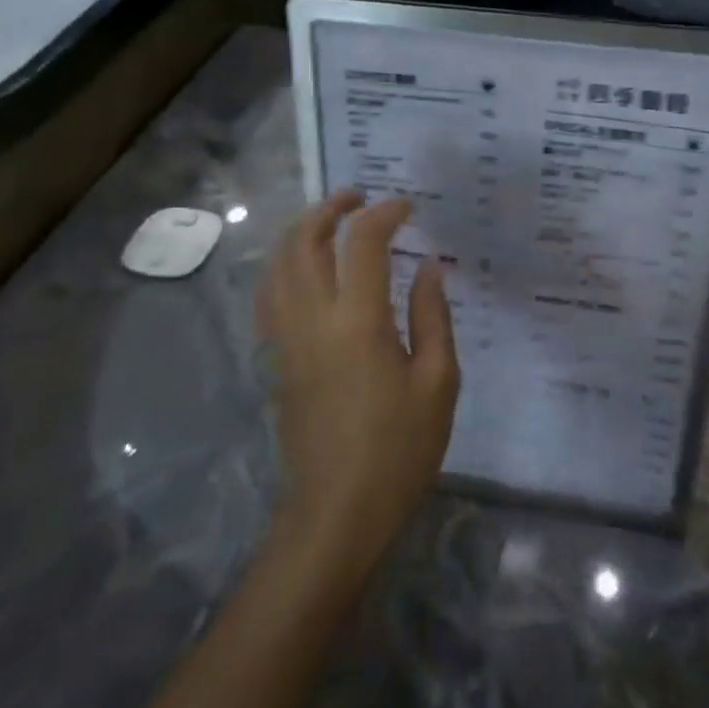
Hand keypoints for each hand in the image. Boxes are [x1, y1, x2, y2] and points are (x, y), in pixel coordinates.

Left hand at [258, 190, 459, 574]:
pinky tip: (306, 271)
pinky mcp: (276, 360)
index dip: (383, 214)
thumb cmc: (399, 449)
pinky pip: (270, 296)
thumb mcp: (438, 382)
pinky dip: (285, 266)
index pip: (362, 243)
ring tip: (331, 223)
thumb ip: (433, 316)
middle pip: (302, 241)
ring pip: (277, 265)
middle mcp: (312, 320)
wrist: (338, 510)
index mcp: (357, 322)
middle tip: (359, 197)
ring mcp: (286, 340)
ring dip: (300, 232)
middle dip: (329, 208)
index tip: (407, 208)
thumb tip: (429, 267)